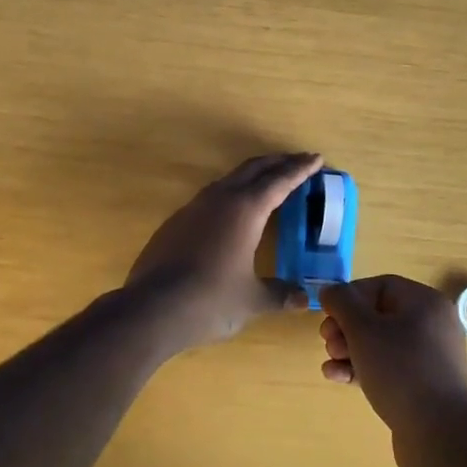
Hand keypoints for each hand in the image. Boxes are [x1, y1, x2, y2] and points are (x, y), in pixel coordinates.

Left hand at [127, 152, 322, 348]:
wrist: (151, 308)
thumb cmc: (210, 300)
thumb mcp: (252, 300)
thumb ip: (280, 294)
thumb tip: (305, 298)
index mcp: (245, 210)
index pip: (280, 181)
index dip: (300, 169)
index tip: (316, 158)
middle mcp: (219, 199)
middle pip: (253, 169)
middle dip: (277, 162)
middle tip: (297, 160)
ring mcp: (193, 208)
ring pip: (228, 180)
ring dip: (251, 175)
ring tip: (267, 181)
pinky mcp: (175, 222)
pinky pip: (210, 197)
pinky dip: (230, 194)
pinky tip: (230, 212)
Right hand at [320, 275, 466, 466]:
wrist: (437, 434)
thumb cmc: (400, 370)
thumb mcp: (363, 330)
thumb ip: (342, 303)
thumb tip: (331, 291)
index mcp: (426, 303)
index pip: (381, 286)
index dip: (350, 297)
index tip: (327, 314)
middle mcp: (432, 326)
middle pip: (379, 315)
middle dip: (346, 327)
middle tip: (327, 341)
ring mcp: (429, 358)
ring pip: (380, 344)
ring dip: (349, 350)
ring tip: (330, 363)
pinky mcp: (423, 386)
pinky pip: (388, 368)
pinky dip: (362, 369)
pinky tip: (338, 378)